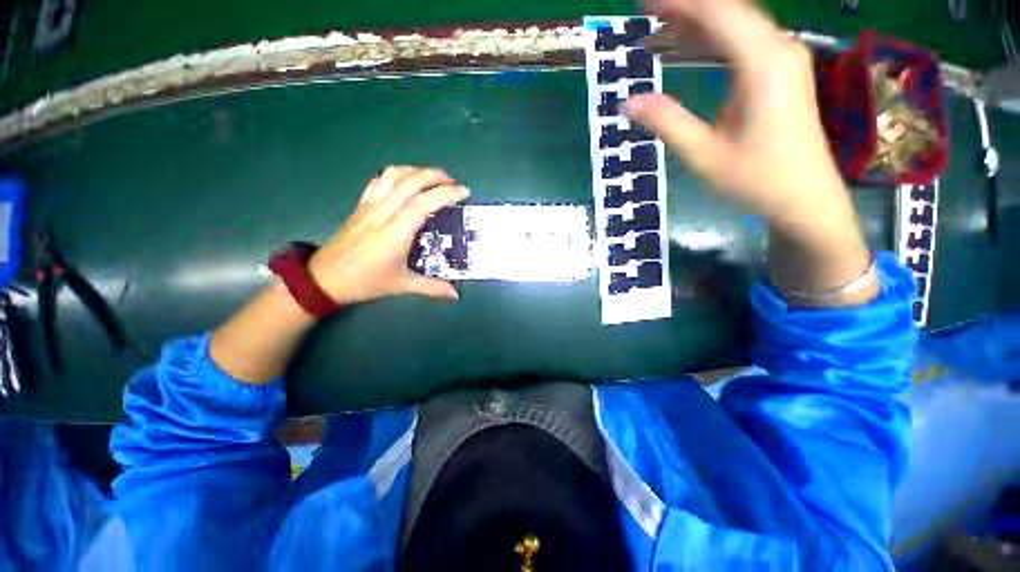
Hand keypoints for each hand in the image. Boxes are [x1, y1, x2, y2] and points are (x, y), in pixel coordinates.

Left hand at [308, 166, 469, 304]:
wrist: (325, 278)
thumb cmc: (366, 282)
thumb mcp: (402, 285)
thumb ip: (432, 288)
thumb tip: (456, 294)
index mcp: (396, 233)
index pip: (423, 203)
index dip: (446, 194)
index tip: (464, 193)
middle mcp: (383, 213)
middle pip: (410, 182)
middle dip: (435, 176)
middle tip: (453, 183)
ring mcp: (370, 206)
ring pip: (393, 175)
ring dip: (416, 171)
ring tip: (433, 178)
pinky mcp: (361, 205)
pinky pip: (379, 180)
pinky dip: (397, 174)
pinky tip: (407, 181)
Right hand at [626, 0, 860, 249]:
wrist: (804, 197)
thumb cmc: (757, 179)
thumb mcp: (705, 156)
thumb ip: (668, 124)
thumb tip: (629, 101)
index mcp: (763, 65)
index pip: (719, 14)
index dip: (681, 3)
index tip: (645, 5)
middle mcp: (779, 50)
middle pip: (731, 10)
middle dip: (689, 6)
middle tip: (648, 12)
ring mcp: (784, 59)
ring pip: (739, 23)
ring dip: (700, 21)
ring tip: (662, 25)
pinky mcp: (782, 72)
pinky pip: (745, 40)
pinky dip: (715, 36)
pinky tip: (693, 44)